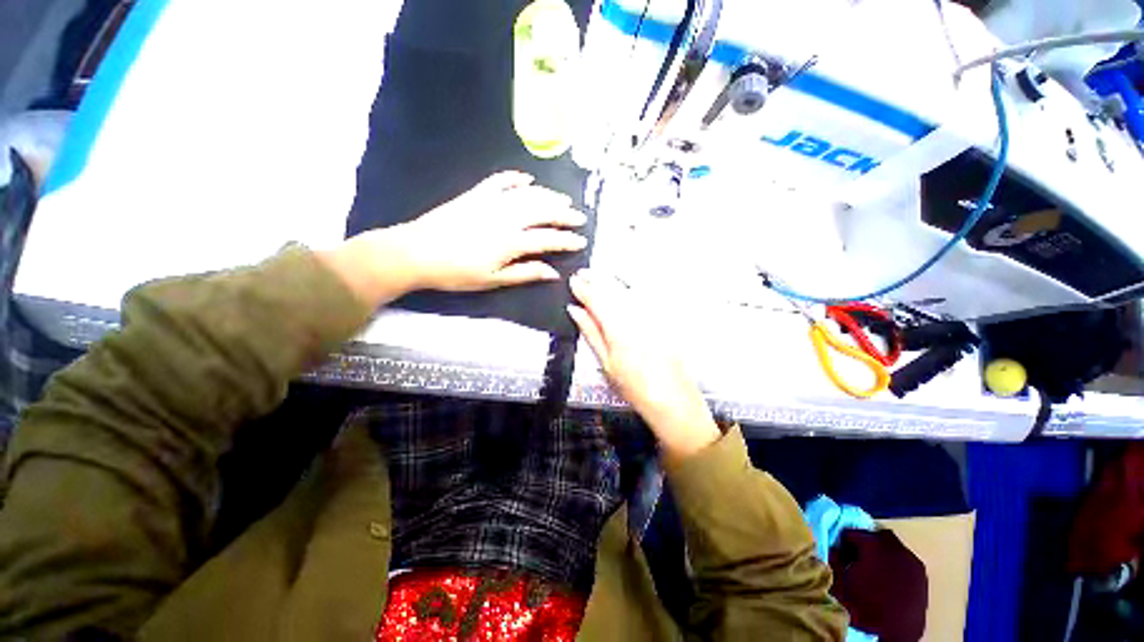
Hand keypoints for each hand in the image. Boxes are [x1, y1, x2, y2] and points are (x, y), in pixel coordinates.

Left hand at [390, 171, 586, 291]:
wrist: (416, 253)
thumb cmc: (456, 272)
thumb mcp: (493, 279)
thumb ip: (525, 273)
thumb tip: (553, 272)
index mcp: (511, 241)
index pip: (548, 238)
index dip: (567, 240)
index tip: (582, 241)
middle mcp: (506, 217)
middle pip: (543, 211)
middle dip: (564, 214)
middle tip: (579, 217)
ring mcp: (491, 202)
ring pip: (527, 194)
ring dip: (548, 196)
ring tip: (563, 199)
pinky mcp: (476, 194)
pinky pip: (500, 181)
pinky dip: (516, 178)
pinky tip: (527, 179)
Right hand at [567, 270, 720, 461]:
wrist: (672, 398)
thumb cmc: (636, 387)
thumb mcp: (606, 363)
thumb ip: (590, 332)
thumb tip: (576, 311)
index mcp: (619, 329)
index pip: (597, 299)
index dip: (583, 288)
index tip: (573, 281)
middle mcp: (637, 316)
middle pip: (612, 289)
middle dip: (596, 279)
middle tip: (583, 274)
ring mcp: (653, 315)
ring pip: (628, 289)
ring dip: (611, 280)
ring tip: (598, 276)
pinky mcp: (664, 318)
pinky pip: (644, 296)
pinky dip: (630, 287)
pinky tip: (624, 286)